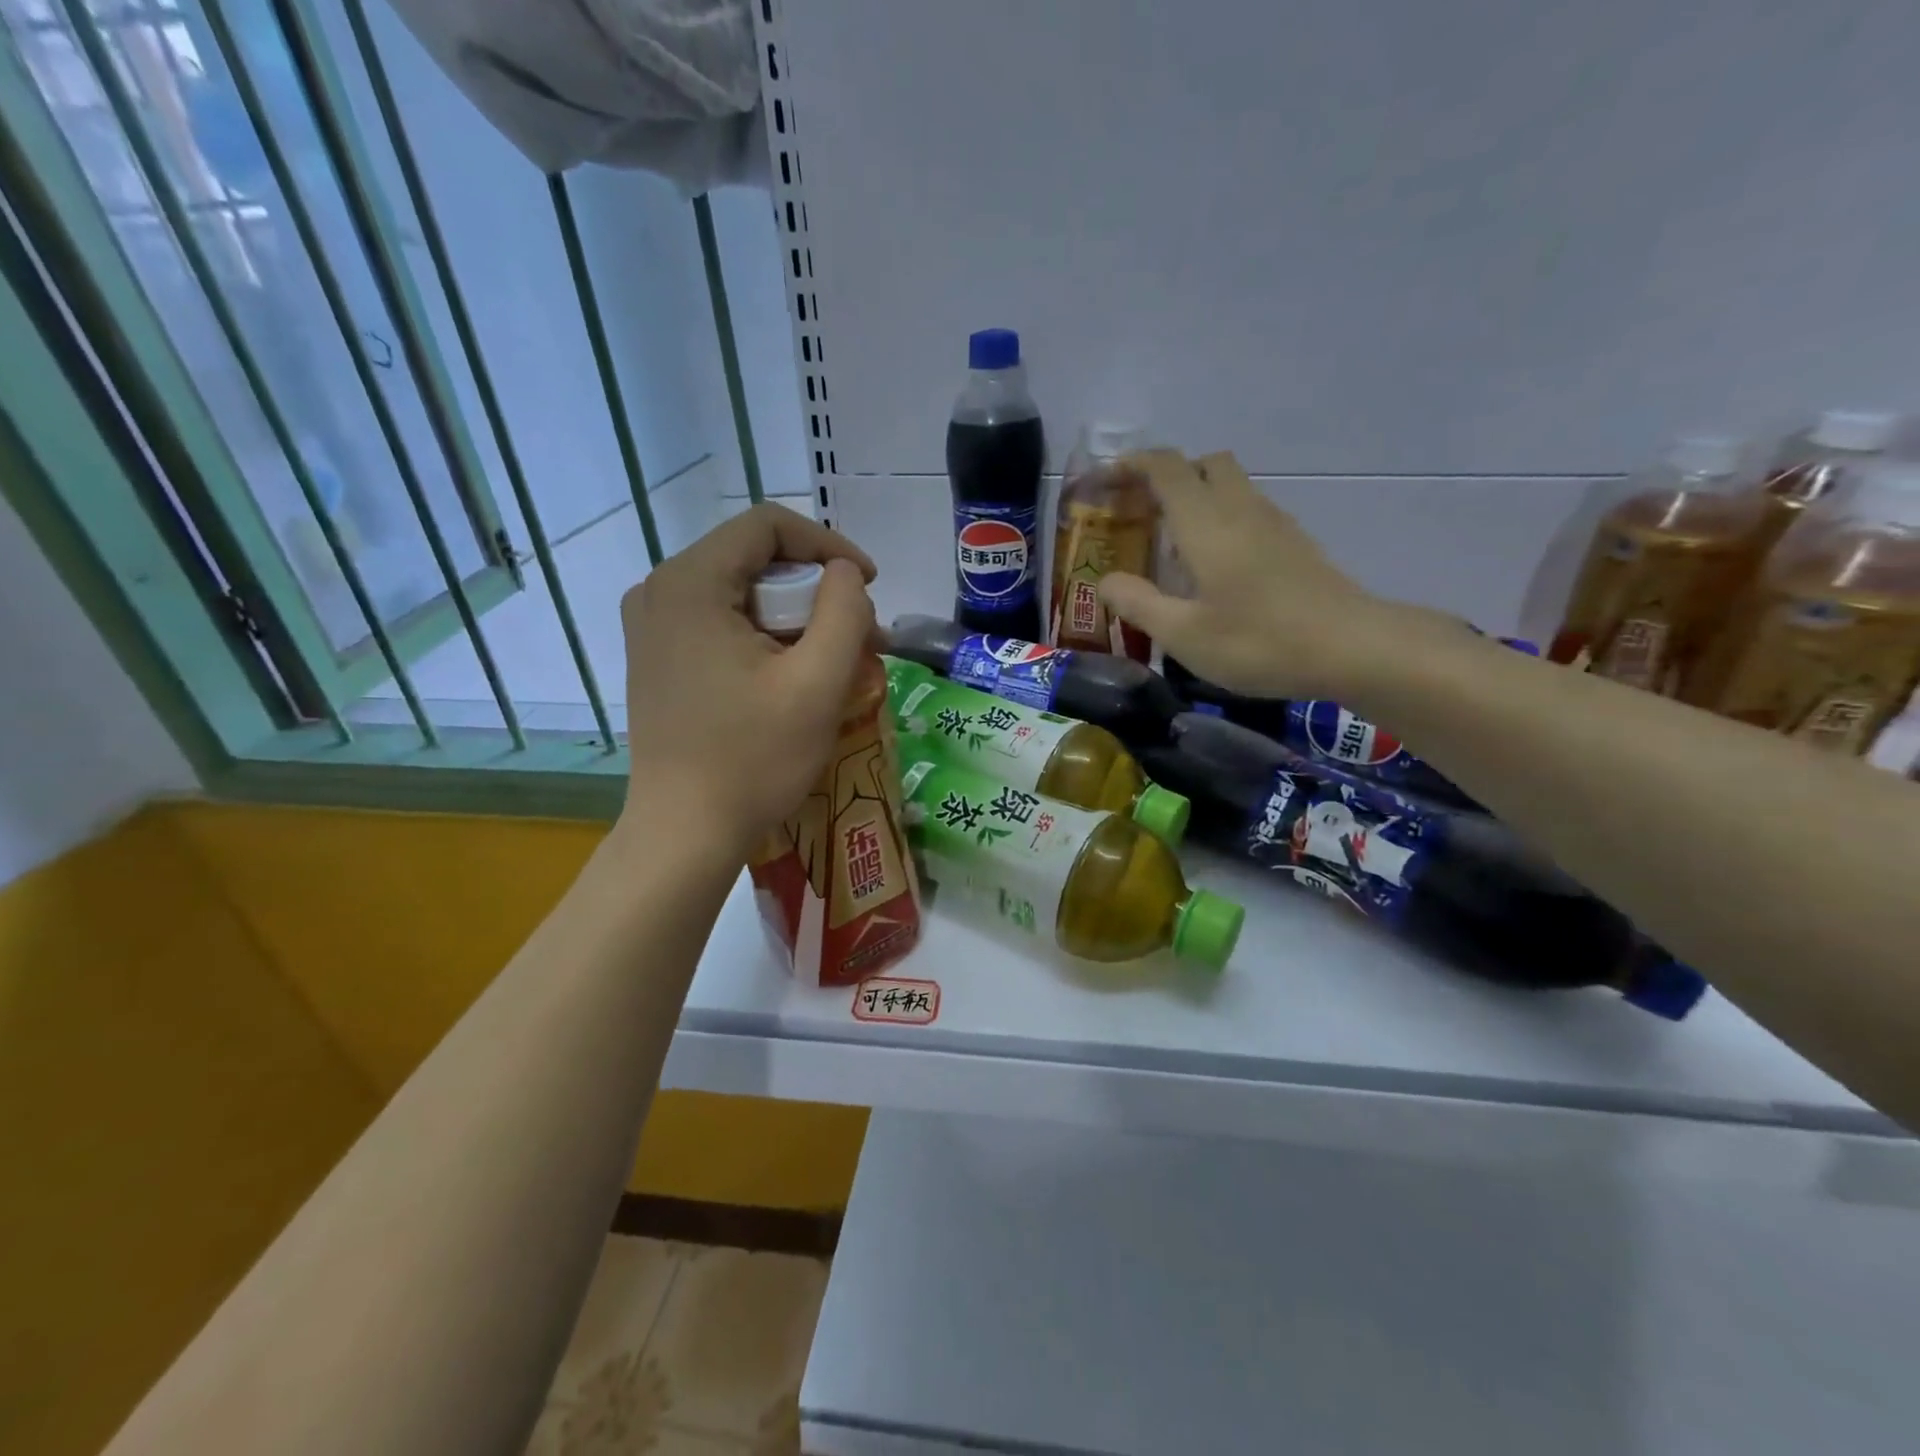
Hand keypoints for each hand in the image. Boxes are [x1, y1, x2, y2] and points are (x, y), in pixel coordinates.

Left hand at [618, 503, 876, 858]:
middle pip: (755, 560)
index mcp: (689, 583)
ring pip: (742, 594)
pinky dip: (767, 638)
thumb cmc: (753, 759)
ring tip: (838, 664)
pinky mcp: (658, 657)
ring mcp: (652, 626)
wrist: (684, 833)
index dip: (829, 545)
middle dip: (818, 592)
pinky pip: (722, 623)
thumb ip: (844, 611)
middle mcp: (659, 590)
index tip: (869, 586)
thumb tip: (844, 574)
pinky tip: (795, 677)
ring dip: (798, 619)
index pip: (768, 526)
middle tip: (863, 639)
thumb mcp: (817, 683)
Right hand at [1098, 450, 1448, 700]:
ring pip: (1231, 485)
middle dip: (1168, 475)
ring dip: (1197, 497)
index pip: (1166, 468)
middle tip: (1142, 511)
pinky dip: (1221, 518)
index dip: (1133, 465)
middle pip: (1204, 464)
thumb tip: (1105, 580)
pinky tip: (1214, 566)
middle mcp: (1240, 509)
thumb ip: (1138, 603)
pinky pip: (1249, 510)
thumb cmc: (1258, 641)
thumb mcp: (1183, 634)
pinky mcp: (1295, 543)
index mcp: (1206, 523)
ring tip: (1172, 544)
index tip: (1106, 481)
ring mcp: (1274, 523)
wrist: (1351, 647)